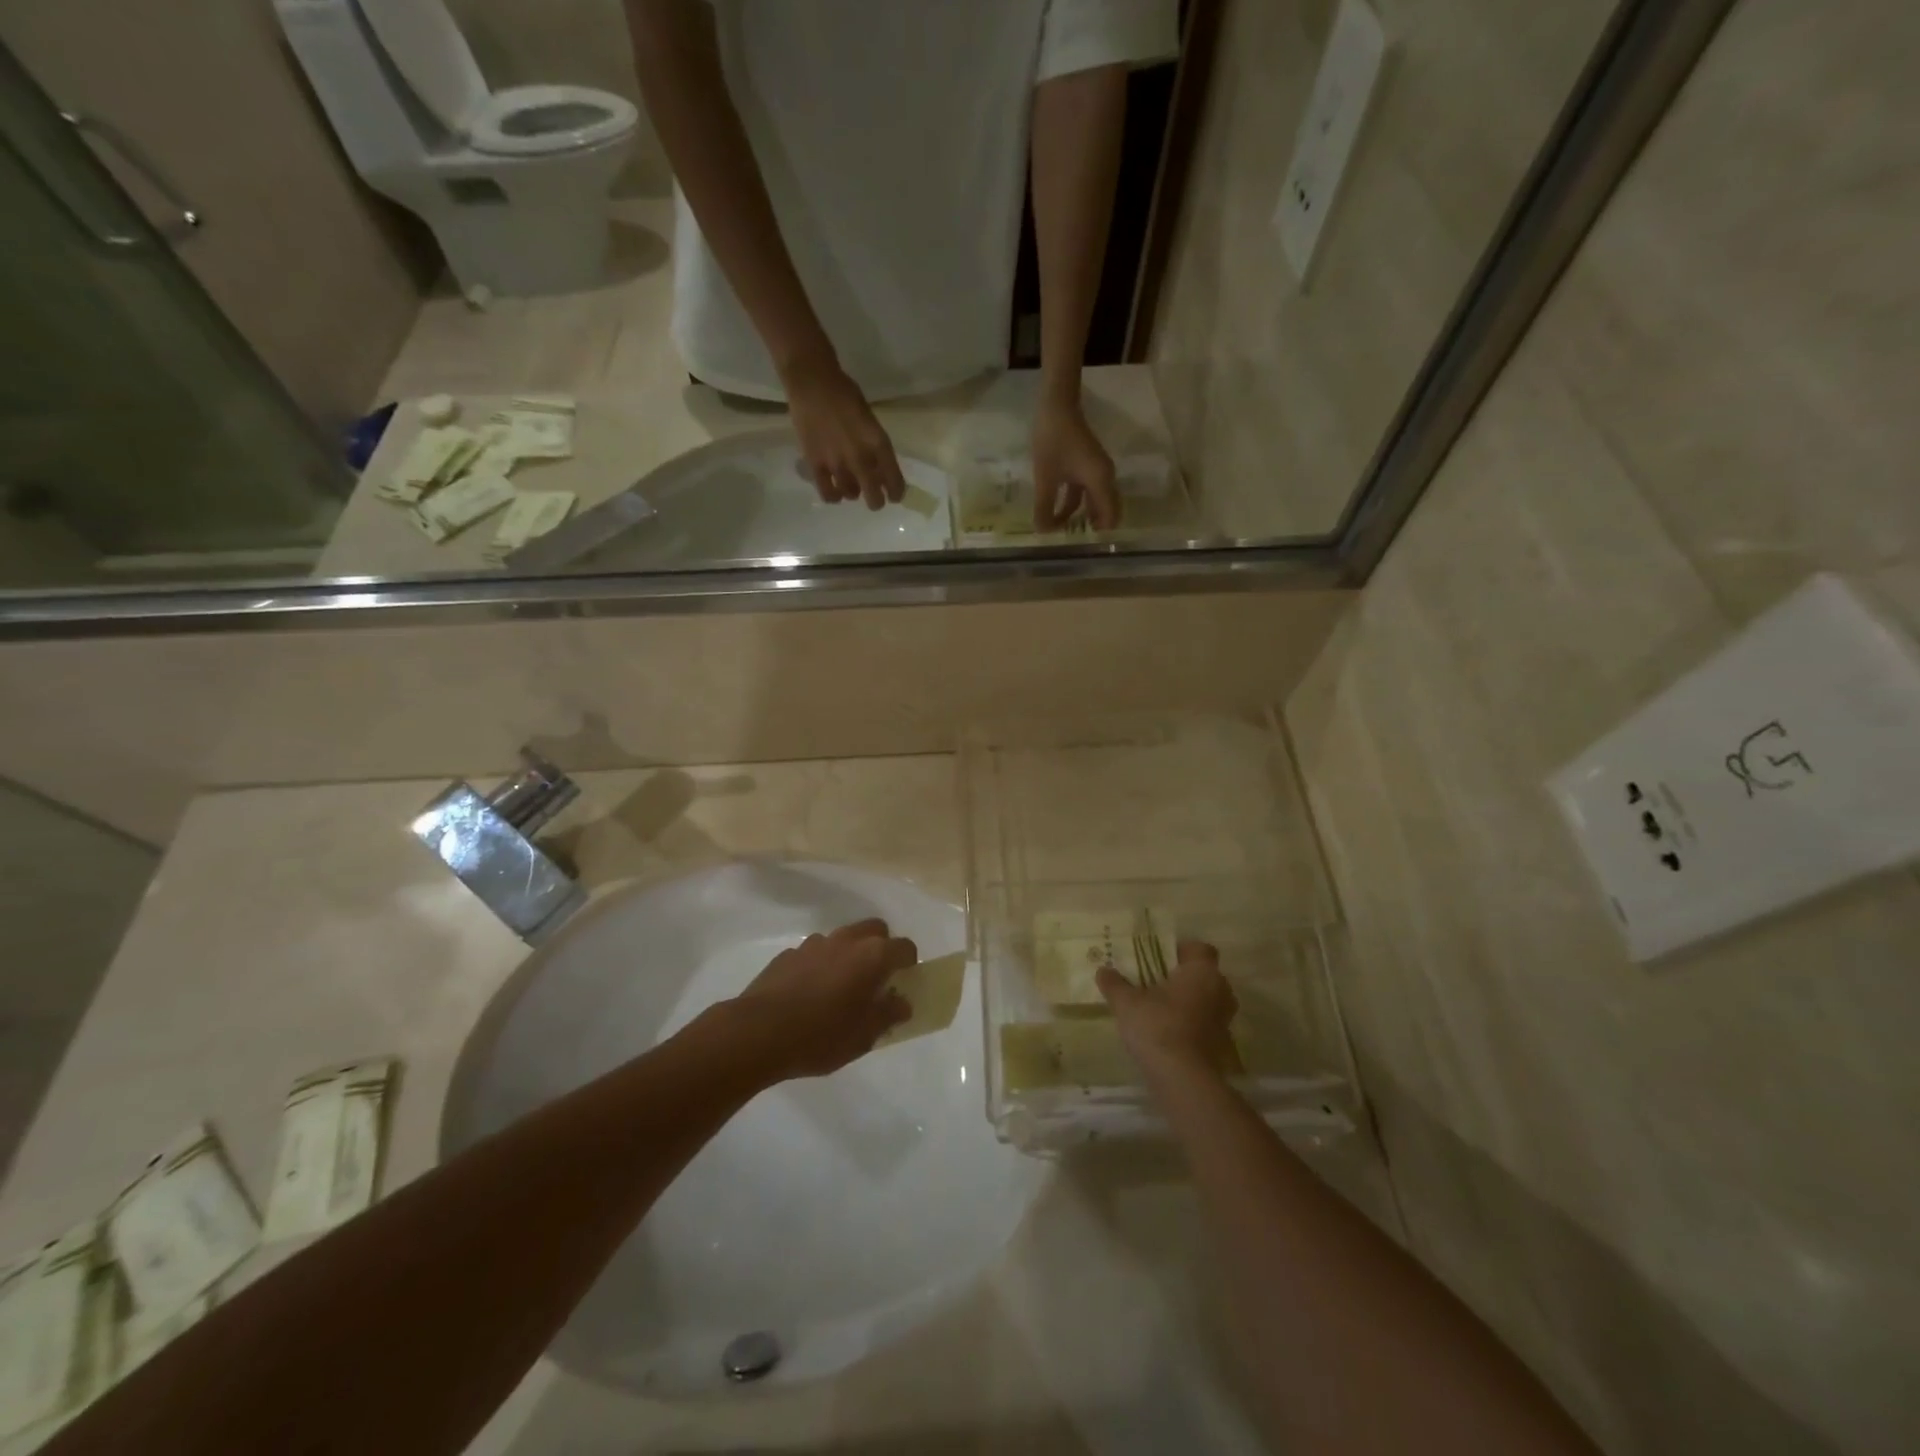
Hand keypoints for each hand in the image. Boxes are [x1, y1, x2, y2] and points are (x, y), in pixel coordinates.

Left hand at [730, 918, 915, 1080]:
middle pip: (875, 930)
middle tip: (876, 979)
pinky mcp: (788, 954)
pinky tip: (809, 994)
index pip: (904, 947)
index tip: (903, 984)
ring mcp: (814, 943)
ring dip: (849, 955)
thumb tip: (902, 1003)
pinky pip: (815, 953)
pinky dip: (820, 965)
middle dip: (881, 948)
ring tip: (840, 989)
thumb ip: (888, 1015)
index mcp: (872, 956)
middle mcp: (847, 940)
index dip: (909, 964)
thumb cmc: (821, 1036)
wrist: (758, 1032)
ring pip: (843, 939)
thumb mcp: (864, 1036)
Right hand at [784, 359, 904, 510]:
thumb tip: (879, 469)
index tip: (894, 496)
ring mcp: (837, 463)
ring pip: (850, 495)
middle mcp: (861, 458)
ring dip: (853, 493)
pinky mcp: (816, 464)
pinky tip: (834, 491)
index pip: (894, 481)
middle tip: (873, 498)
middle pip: (874, 498)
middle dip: (876, 501)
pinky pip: (828, 493)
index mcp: (878, 444)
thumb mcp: (870, 420)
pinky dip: (833, 496)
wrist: (812, 382)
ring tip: (849, 485)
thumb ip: (875, 445)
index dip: (896, 493)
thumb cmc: (844, 394)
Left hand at [1032, 396, 1119, 530]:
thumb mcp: (1046, 477)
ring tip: (1063, 531)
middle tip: (1073, 542)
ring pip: (1096, 502)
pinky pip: (1086, 491)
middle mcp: (1105, 477)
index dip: (1099, 534)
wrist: (1057, 404)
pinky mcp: (1088, 465)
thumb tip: (1043, 532)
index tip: (1082, 546)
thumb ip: (1044, 507)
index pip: (1110, 517)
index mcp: (1101, 481)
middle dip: (1093, 527)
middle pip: (1107, 511)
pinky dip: (1076, 503)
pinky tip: (1058, 512)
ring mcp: (1097, 471)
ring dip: (1083, 516)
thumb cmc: (1053, 439)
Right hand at [1096, 941, 1238, 1080]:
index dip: (1182, 950)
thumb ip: (1115, 984)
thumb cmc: (1157, 1026)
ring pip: (1207, 1000)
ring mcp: (1224, 1020)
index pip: (1200, 949)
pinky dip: (1192, 1024)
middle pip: (1205, 975)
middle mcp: (1220, 991)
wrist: (1182, 1078)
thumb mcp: (1127, 1002)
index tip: (1160, 958)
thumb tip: (1102, 970)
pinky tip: (1168, 1032)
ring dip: (1189, 1001)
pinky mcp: (1222, 1045)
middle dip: (1184, 977)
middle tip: (1156, 982)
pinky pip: (1206, 1024)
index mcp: (1202, 972)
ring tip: (1160, 1008)